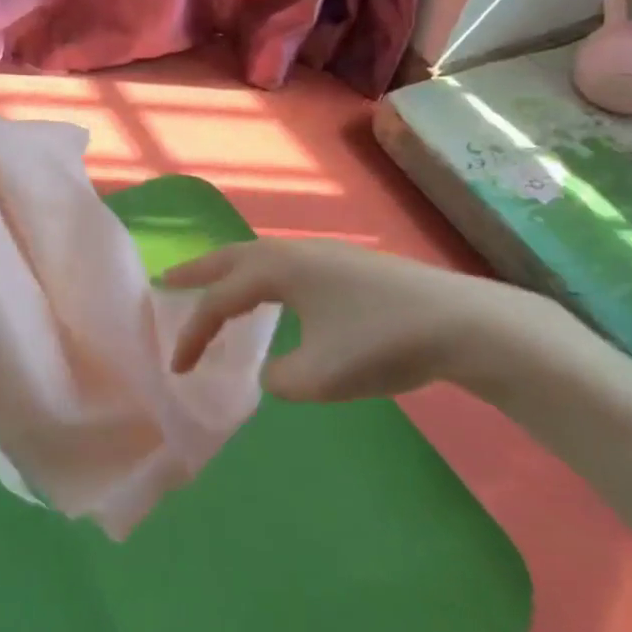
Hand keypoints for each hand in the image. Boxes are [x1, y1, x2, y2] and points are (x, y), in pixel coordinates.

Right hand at [165, 237, 578, 403]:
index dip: (192, 333)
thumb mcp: (320, 376)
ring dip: (231, 271)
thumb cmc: (382, 343)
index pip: (219, 300)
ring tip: (215, 285)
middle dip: (198, 271)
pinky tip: (275, 295)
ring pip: (262, 257)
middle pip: (232, 258)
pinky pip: (286, 264)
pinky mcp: (349, 265)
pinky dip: (262, 276)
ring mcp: (325, 254)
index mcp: (278, 270)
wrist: (463, 322)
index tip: (176, 369)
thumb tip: (276, 373)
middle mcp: (295, 252)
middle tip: (167, 281)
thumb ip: (281, 379)